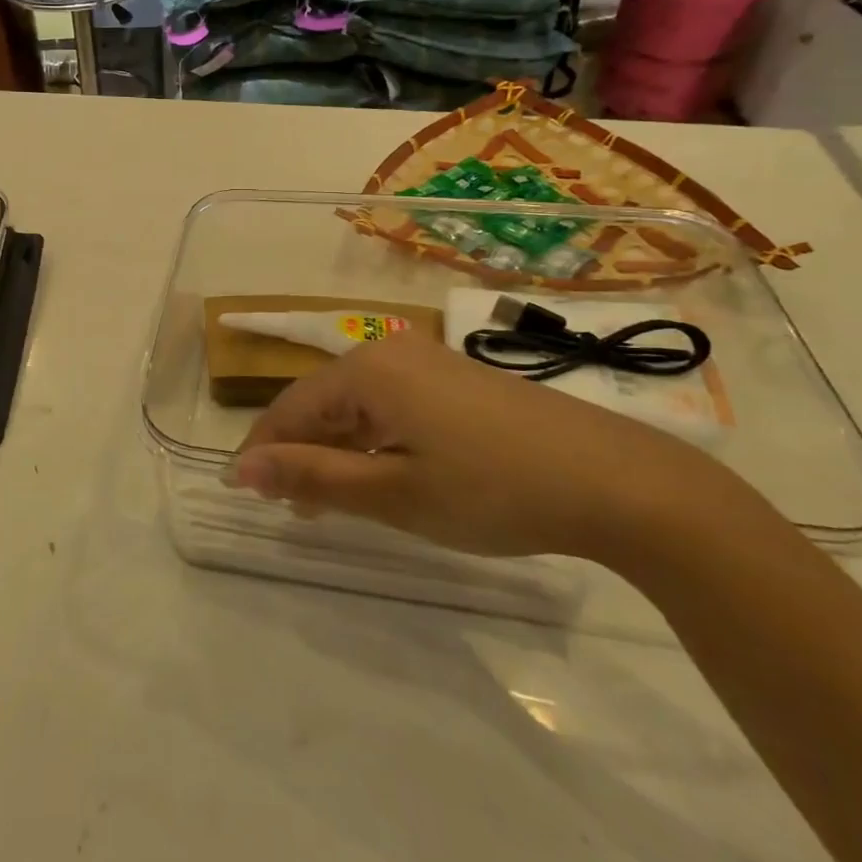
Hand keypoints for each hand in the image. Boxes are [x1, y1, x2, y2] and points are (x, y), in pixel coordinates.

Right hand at [225, 329, 740, 560]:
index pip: (290, 409)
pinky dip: (374, 440)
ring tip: (332, 501)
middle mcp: (389, 352)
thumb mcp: (394, 493)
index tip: (241, 494)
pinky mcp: (456, 379)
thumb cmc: (493, 489)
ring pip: (356, 405)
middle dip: (300, 453)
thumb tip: (241, 469)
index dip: (262, 452)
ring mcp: (426, 361)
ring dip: (337, 450)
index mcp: (365, 370)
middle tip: (291, 509)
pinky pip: (391, 404)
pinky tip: (384, 473)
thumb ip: (312, 478)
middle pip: (321, 402)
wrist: (619, 482)